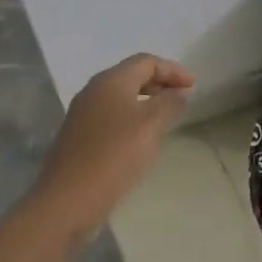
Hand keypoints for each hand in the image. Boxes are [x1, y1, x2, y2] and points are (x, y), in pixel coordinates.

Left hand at [33, 53, 193, 230]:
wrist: (68, 199)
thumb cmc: (114, 156)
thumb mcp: (151, 126)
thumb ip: (169, 103)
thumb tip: (179, 92)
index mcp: (110, 81)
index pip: (146, 61)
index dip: (172, 70)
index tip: (193, 86)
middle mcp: (93, 91)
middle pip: (131, 75)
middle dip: (160, 82)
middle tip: (183, 98)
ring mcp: (82, 114)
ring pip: (120, 97)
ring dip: (146, 100)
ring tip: (167, 117)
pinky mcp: (78, 137)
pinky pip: (111, 116)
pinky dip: (132, 117)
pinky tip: (142, 138)